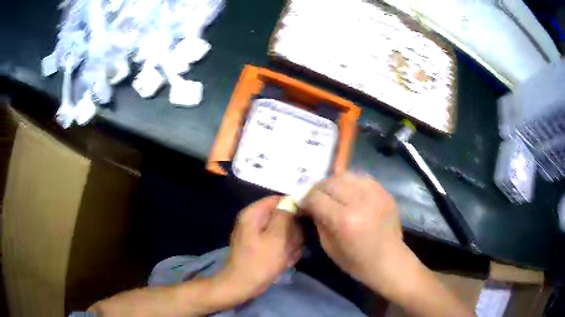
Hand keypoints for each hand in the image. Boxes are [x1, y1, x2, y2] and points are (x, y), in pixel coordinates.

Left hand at [215, 196, 302, 303]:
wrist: (242, 285)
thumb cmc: (260, 262)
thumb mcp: (276, 237)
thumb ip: (285, 216)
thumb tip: (292, 200)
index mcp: (253, 213)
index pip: (278, 200)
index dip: (294, 207)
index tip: (306, 220)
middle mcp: (253, 220)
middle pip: (281, 216)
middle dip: (292, 231)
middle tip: (294, 245)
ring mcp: (256, 233)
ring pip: (282, 230)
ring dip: (290, 243)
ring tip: (288, 255)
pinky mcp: (259, 245)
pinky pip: (277, 241)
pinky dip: (283, 250)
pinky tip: (285, 261)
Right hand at [300, 172, 418, 296]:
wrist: (389, 261)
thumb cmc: (356, 262)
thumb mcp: (328, 246)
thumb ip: (318, 221)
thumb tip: (310, 205)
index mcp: (344, 220)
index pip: (316, 197)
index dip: (305, 200)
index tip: (303, 205)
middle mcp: (360, 201)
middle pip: (330, 182)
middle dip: (318, 189)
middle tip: (316, 198)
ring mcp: (375, 193)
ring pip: (345, 175)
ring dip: (334, 183)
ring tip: (333, 194)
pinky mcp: (384, 191)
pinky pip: (361, 178)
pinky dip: (351, 183)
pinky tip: (350, 193)